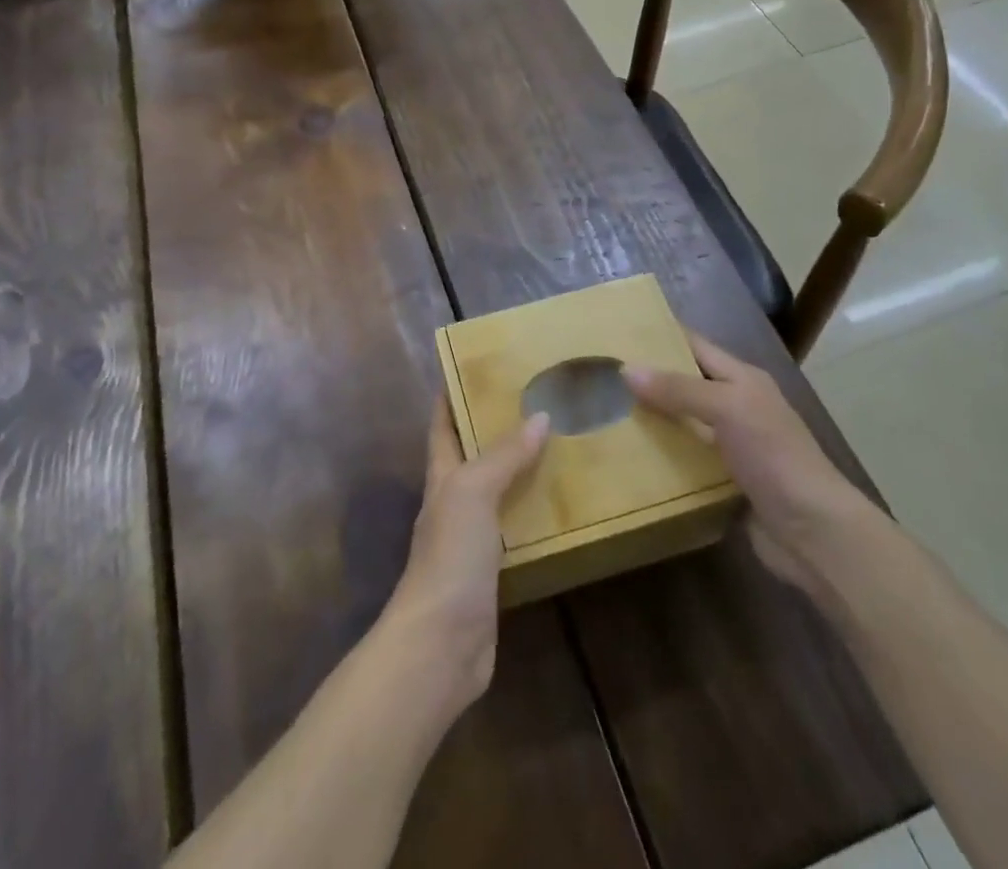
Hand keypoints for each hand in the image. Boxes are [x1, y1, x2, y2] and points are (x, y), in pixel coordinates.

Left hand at [381, 398, 548, 715]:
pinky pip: (519, 526)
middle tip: (539, 396)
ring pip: (501, 487)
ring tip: (563, 439)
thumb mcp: (472, 493)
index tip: (479, 362)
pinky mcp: (496, 568)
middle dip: (499, 424)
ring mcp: (474, 536)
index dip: (454, 391)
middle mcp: (455, 499)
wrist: (442, 644)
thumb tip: (540, 416)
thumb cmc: (450, 557)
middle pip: (475, 452)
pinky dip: (537, 509)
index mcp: (442, 475)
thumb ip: (503, 456)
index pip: (443, 422)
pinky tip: (565, 502)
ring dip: (523, 466)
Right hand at [626, 333, 876, 591]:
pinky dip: (662, 459)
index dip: (663, 336)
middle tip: (602, 375)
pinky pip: (686, 462)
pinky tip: (629, 459)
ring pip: (684, 424)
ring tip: (605, 414)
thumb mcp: (728, 409)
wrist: (813, 533)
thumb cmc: (774, 456)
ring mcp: (732, 447)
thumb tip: (627, 369)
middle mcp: (738, 407)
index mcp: (743, 379)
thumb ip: (679, 389)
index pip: (696, 346)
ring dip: (652, 421)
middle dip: (650, 380)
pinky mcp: (725, 482)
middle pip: (687, 385)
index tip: (620, 332)